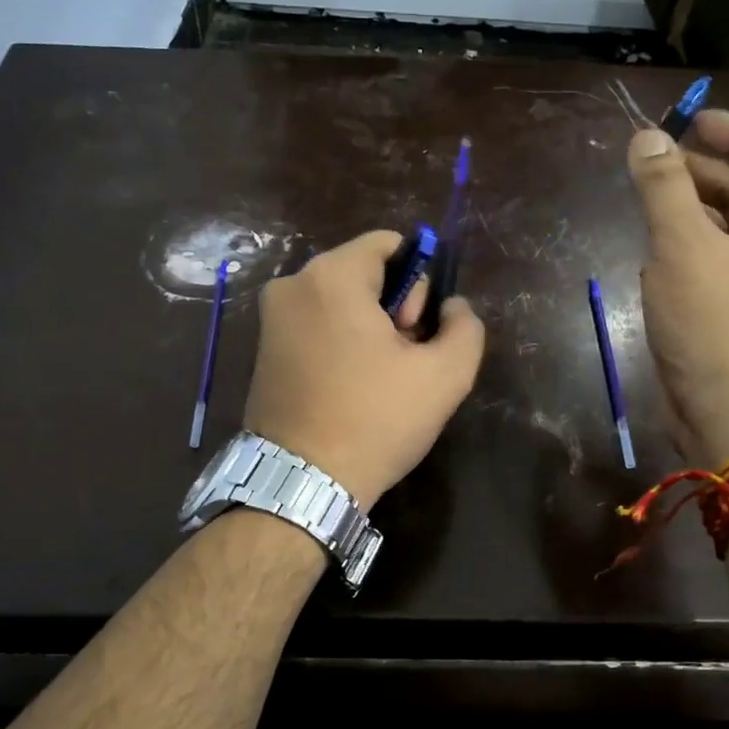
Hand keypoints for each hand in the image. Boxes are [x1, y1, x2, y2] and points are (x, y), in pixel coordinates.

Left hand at [244, 230, 485, 508]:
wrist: (302, 483)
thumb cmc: (375, 420)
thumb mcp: (446, 375)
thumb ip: (465, 326)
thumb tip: (452, 308)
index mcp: (330, 276)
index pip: (388, 244)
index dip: (418, 281)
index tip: (419, 329)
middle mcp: (291, 286)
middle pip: (363, 274)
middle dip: (393, 309)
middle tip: (402, 361)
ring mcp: (270, 320)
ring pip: (339, 304)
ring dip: (368, 331)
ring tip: (378, 382)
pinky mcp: (263, 352)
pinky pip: (315, 328)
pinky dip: (339, 346)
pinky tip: (350, 390)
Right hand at [626, 109, 728, 468]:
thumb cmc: (721, 325)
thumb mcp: (685, 247)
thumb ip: (664, 187)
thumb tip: (645, 138)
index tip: (690, 124)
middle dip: (704, 173)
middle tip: (652, 165)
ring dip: (692, 214)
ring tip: (646, 206)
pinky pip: (722, 267)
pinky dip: (691, 253)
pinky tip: (654, 256)